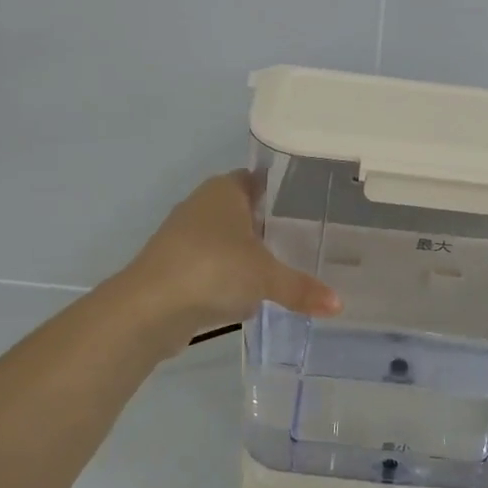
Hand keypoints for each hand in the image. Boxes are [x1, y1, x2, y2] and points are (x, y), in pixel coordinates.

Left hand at [116, 171, 340, 341]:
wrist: (149, 308)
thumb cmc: (213, 270)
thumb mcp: (266, 278)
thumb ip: (302, 288)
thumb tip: (338, 304)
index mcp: (224, 190)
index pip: (259, 179)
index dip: (283, 191)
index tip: (309, 207)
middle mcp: (202, 205)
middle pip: (243, 209)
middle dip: (268, 225)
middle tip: (305, 240)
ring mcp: (184, 235)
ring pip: (226, 239)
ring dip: (246, 252)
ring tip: (283, 267)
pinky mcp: (174, 266)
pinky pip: (212, 264)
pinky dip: (228, 275)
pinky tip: (249, 293)